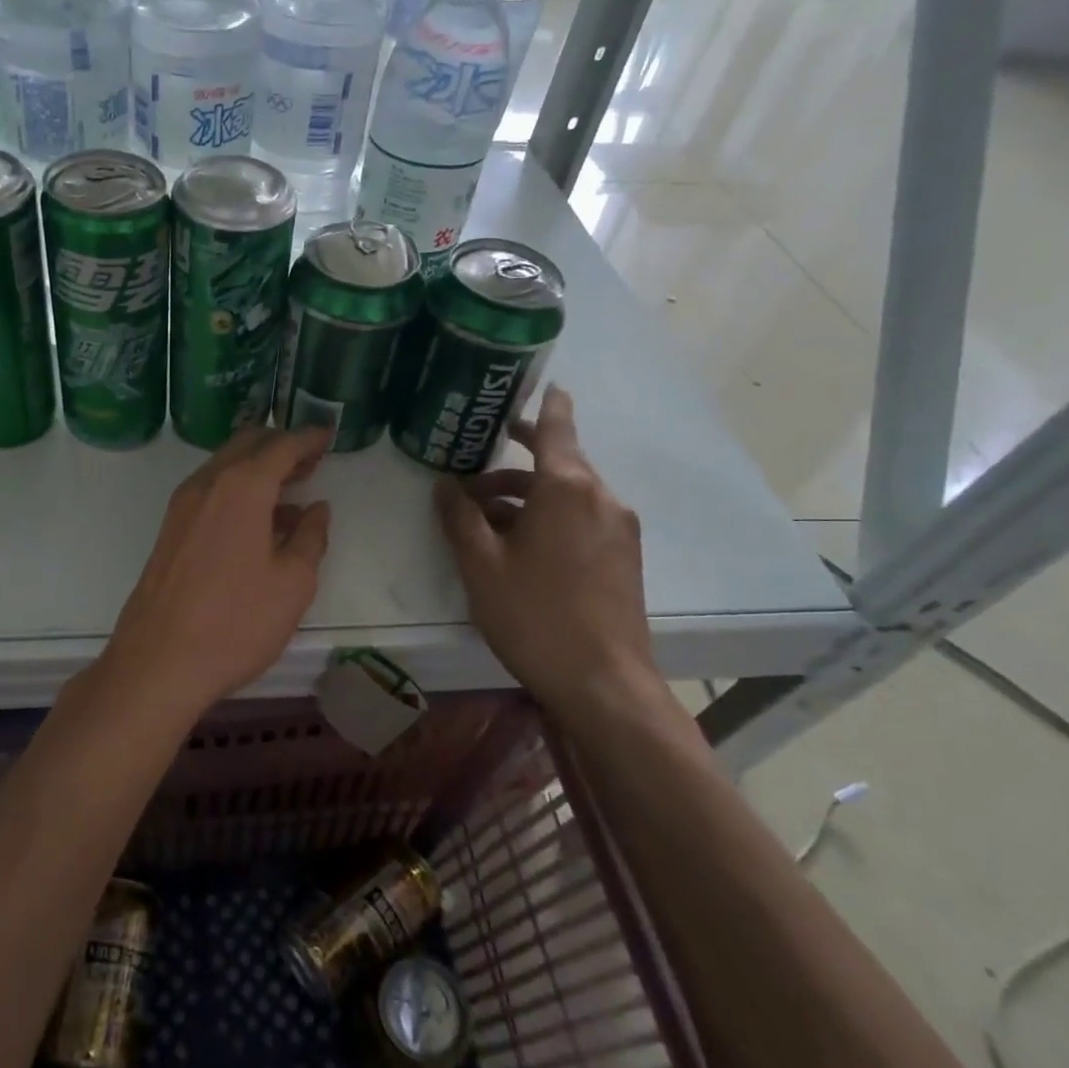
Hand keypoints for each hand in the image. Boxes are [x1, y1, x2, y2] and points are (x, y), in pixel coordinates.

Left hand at [96, 426, 331, 719]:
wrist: (158, 662)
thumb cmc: (236, 622)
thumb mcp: (292, 583)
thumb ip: (311, 538)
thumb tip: (316, 509)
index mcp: (242, 487)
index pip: (281, 446)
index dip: (308, 438)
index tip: (328, 434)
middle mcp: (208, 484)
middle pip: (247, 445)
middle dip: (280, 445)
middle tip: (311, 460)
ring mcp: (182, 506)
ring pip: (224, 467)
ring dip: (257, 468)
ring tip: (291, 491)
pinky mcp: (170, 530)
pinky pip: (210, 491)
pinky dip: (237, 490)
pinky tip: (258, 522)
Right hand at [435, 387, 663, 732]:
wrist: (604, 683)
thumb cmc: (534, 615)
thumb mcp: (481, 565)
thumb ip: (459, 517)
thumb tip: (444, 484)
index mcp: (567, 488)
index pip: (557, 428)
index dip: (546, 405)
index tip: (543, 384)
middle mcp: (601, 498)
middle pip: (557, 463)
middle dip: (514, 463)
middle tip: (474, 464)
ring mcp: (619, 529)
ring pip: (567, 494)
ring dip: (526, 497)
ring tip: (481, 520)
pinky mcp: (623, 557)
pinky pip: (581, 519)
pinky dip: (548, 517)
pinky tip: (518, 546)